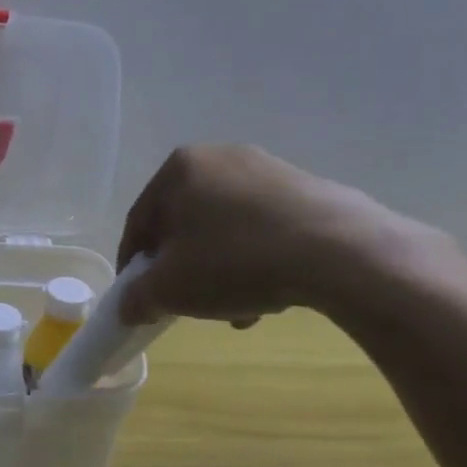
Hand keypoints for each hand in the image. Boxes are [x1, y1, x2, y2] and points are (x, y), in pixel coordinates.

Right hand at [114, 145, 440, 326]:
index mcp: (178, 169)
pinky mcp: (304, 187)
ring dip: (219, 269)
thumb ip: (138, 297)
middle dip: (182, 268)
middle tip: (187, 303)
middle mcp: (218, 157)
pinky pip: (261, 227)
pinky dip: (254, 258)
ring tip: (235, 309)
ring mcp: (266, 168)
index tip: (138, 296)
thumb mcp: (171, 288)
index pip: (140, 222)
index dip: (133, 264)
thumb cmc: (235, 261)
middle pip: (184, 224)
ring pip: (223, 228)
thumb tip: (128, 307)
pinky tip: (267, 294)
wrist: (338, 251)